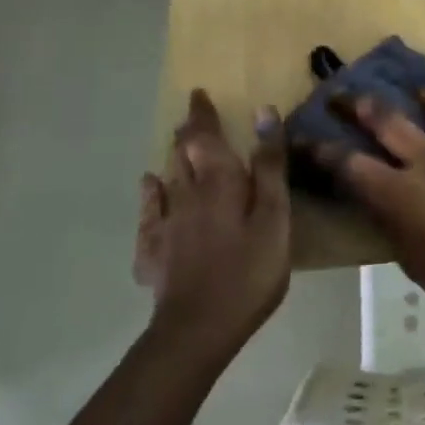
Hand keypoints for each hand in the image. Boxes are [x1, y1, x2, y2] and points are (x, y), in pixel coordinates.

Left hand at [136, 89, 289, 357]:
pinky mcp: (155, 253)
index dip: (203, 115)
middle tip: (192, 118)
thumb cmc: (249, 270)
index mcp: (219, 182)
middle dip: (188, 133)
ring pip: (167, 179)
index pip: (207, 137)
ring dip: (172, 158)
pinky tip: (149, 189)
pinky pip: (149, 215)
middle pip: (183, 155)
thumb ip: (268, 165)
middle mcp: (186, 195)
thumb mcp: (274, 216)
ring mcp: (167, 225)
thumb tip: (262, 112)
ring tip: (176, 144)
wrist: (199, 329)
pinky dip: (150, 195)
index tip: (199, 94)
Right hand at [327, 91, 424, 326]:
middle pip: (387, 118)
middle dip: (359, 103)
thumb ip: (389, 217)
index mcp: (402, 192)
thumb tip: (377, 194)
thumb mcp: (408, 256)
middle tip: (343, 94)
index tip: (302, 136)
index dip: (320, 150)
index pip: (349, 164)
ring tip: (419, 92)